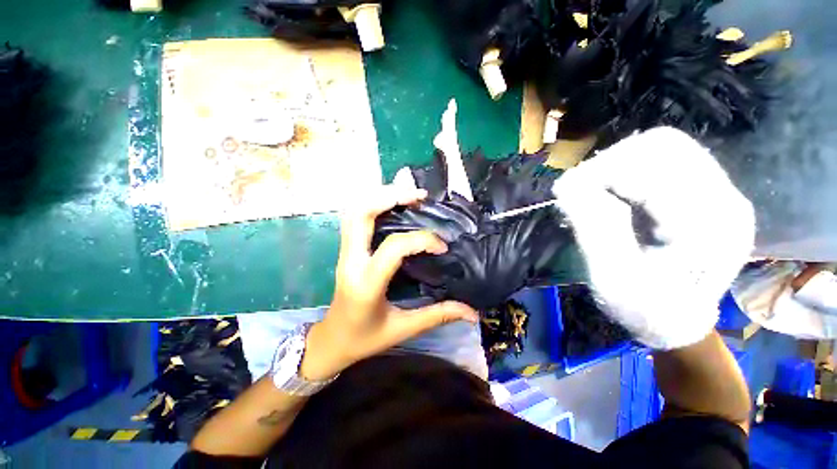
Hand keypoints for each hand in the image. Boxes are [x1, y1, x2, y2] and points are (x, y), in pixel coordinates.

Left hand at [299, 185, 478, 380]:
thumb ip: (437, 315)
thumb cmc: (365, 339)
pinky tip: (392, 205)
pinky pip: (354, 218)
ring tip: (407, 195)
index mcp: (367, 283)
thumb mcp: (403, 329)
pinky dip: (373, 204)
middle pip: (362, 214)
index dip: (422, 240)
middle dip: (391, 197)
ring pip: (354, 211)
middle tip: (419, 196)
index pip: (394, 247)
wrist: (332, 341)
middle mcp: (351, 261)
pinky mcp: (346, 250)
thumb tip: (472, 313)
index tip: (442, 247)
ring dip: (380, 197)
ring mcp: (344, 253)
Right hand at [553, 128, 755, 349]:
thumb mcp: (612, 278)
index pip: (653, 169)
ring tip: (598, 189)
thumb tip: (567, 185)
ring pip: (666, 145)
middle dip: (611, 162)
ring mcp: (722, 192)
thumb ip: (594, 228)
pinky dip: (632, 166)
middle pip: (664, 145)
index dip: (600, 173)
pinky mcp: (710, 191)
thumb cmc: (645, 309)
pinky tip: (618, 190)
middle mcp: (725, 199)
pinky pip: (668, 158)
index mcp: (707, 228)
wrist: (677, 322)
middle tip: (582, 189)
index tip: (565, 192)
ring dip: (621, 161)